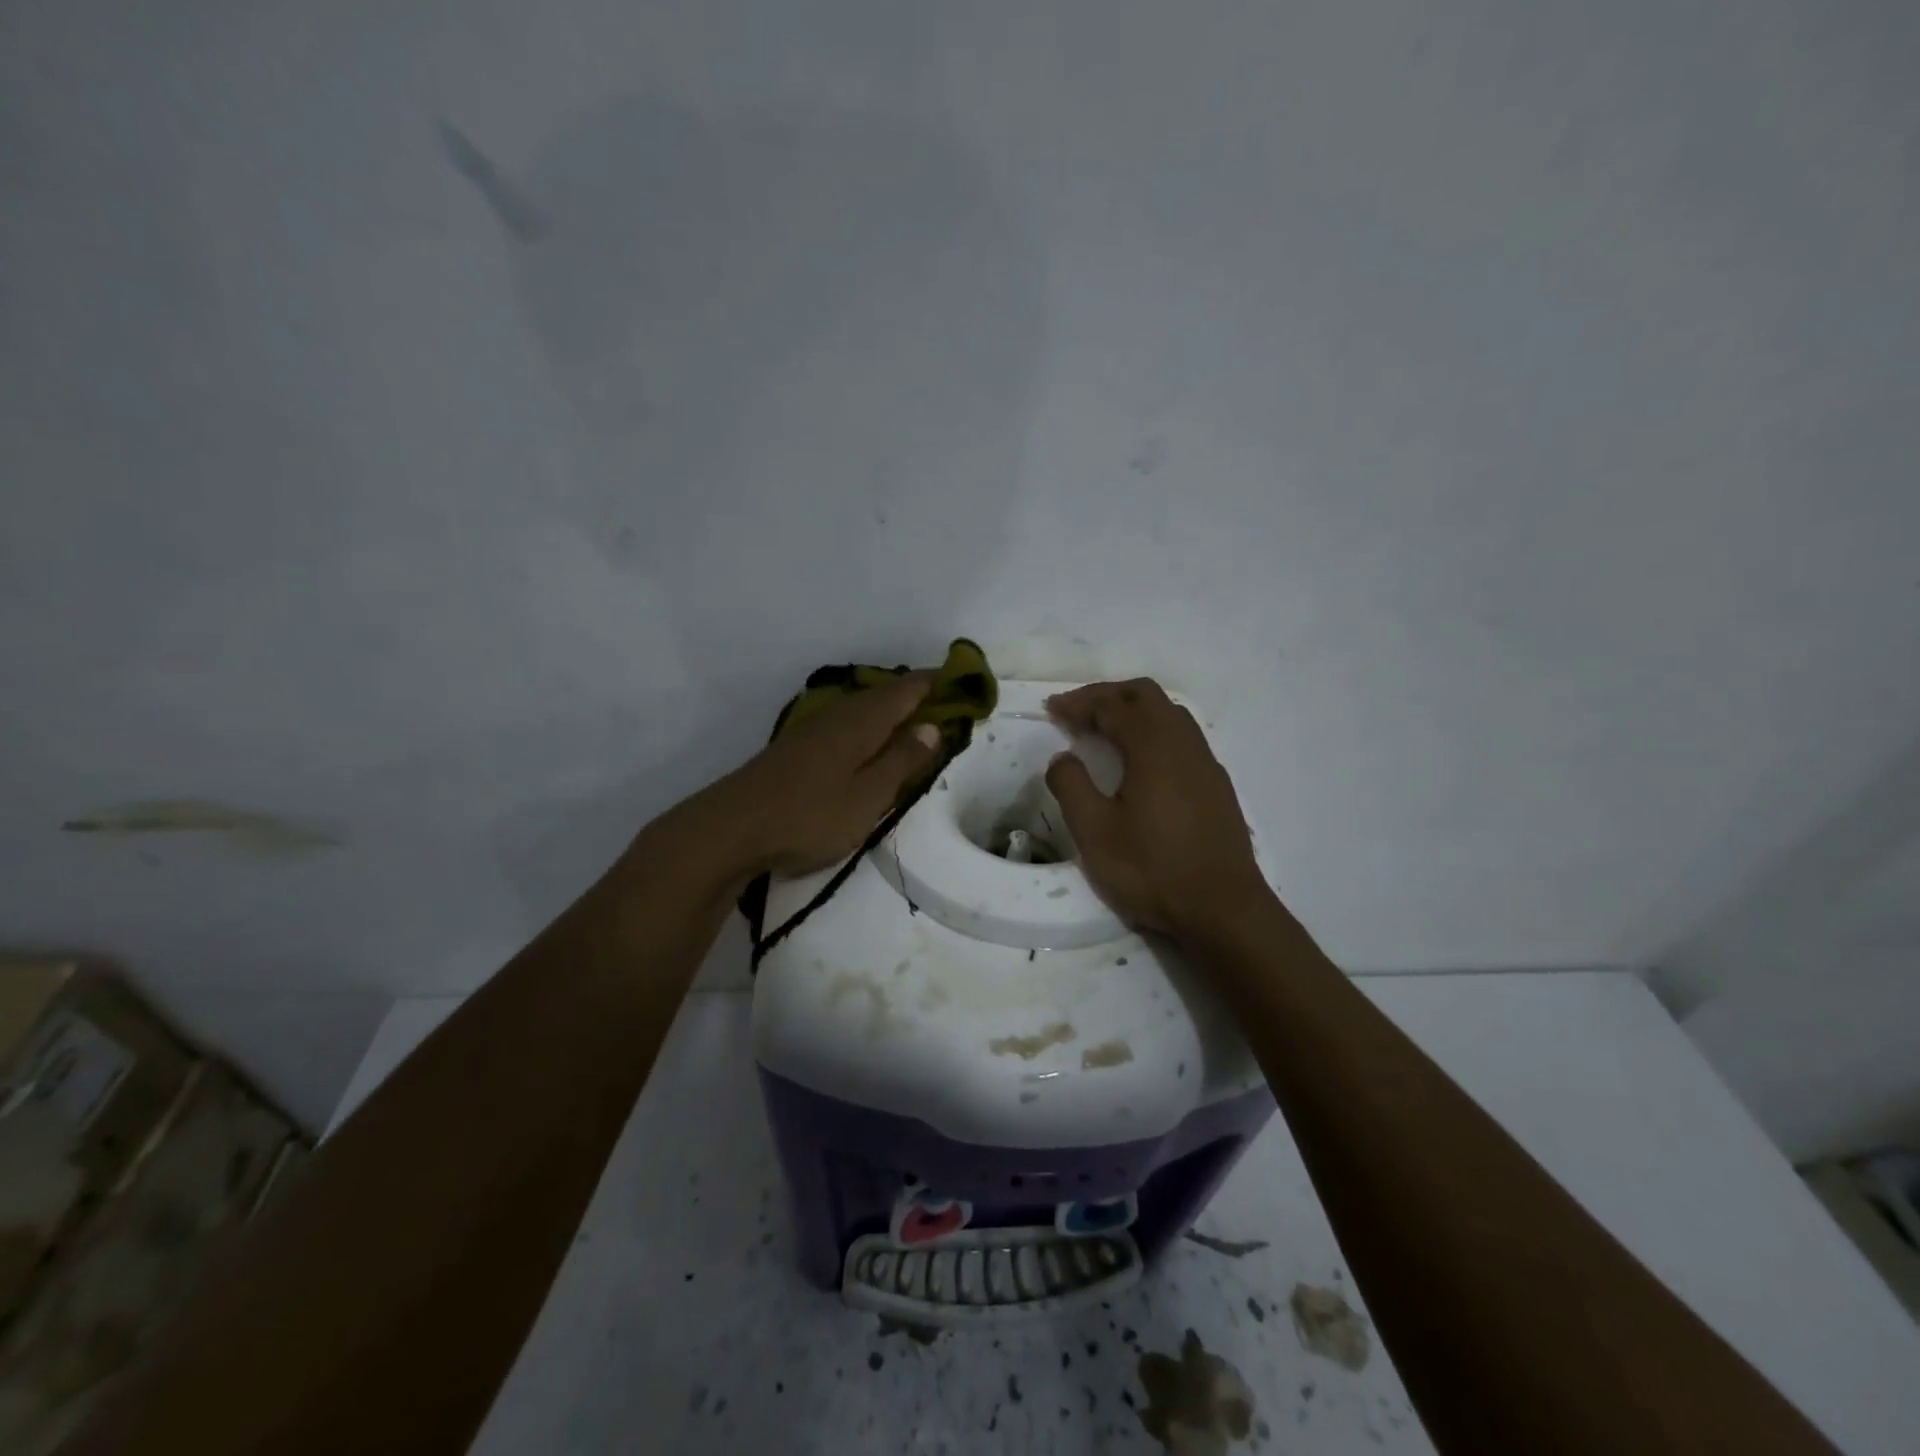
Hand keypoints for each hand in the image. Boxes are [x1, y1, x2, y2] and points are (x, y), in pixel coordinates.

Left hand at [673, 673, 943, 882]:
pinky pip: (844, 724)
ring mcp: (813, 729)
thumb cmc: (810, 814)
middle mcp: (838, 715)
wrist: (731, 828)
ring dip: (889, 710)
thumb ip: (902, 760)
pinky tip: (865, 744)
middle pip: (883, 695)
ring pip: (861, 709)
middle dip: (914, 695)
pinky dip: (866, 727)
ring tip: (912, 722)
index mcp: (862, 721)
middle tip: (943, 703)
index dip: (936, 682)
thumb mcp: (869, 796)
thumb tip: (932, 725)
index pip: (907, 689)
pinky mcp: (796, 748)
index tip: (962, 681)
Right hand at [1045, 679, 1268, 936]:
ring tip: (1104, 731)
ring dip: (1133, 711)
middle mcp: (1184, 743)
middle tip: (1076, 712)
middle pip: (1145, 695)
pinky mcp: (1216, 785)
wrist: (1223, 909)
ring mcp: (1206, 763)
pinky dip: (1153, 731)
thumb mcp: (1095, 832)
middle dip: (1107, 695)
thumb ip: (1071, 786)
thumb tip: (1063, 758)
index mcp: (1154, 747)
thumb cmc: (1153, 869)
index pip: (1112, 706)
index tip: (1052, 708)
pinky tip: (1140, 762)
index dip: (1079, 702)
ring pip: (1169, 713)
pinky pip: (1182, 737)